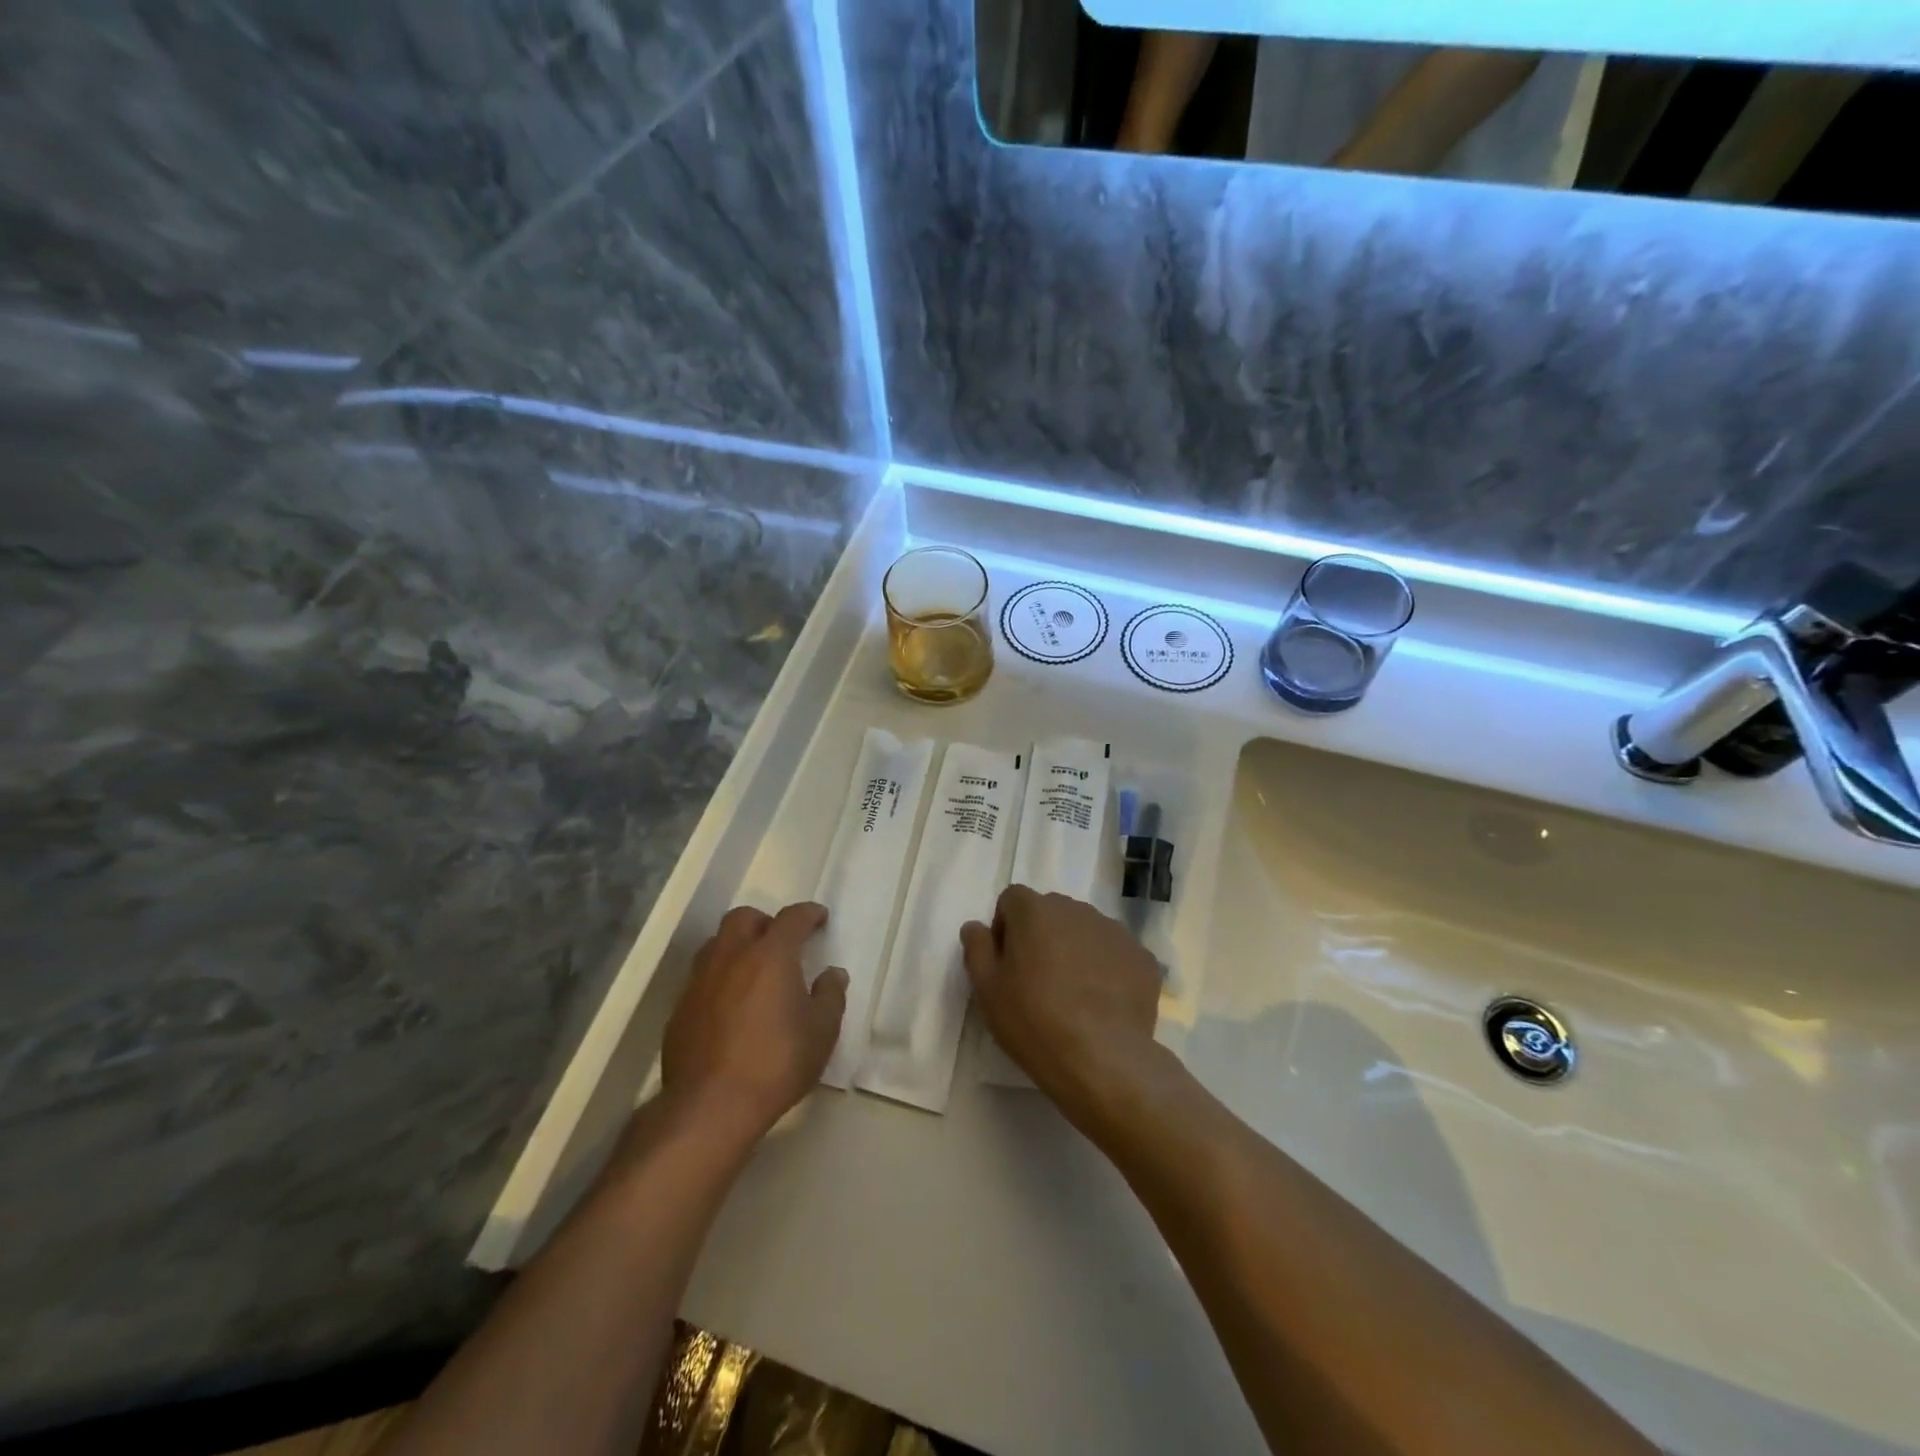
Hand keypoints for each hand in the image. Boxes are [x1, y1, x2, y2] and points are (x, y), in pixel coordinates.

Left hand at [661, 902, 847, 1143]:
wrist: (710, 1107)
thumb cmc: (776, 1063)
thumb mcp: (821, 1032)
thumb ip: (830, 996)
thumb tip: (833, 974)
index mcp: (770, 955)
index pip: (792, 918)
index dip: (809, 914)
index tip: (820, 918)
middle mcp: (731, 956)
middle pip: (744, 918)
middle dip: (765, 922)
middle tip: (781, 942)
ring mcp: (700, 981)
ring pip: (716, 944)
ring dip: (737, 946)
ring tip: (753, 970)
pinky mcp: (680, 1009)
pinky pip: (701, 977)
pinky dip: (720, 978)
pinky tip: (730, 1005)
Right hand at [961, 886, 1163, 1134]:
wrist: (1102, 1058)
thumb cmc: (1033, 1020)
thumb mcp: (986, 988)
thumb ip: (977, 947)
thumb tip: (976, 926)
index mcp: (1035, 910)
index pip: (1012, 900)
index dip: (1005, 928)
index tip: (1007, 964)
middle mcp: (1076, 909)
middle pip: (1051, 912)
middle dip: (1041, 936)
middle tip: (1037, 981)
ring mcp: (1114, 931)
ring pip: (1085, 931)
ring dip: (1074, 950)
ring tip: (1073, 995)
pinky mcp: (1142, 957)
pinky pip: (1115, 954)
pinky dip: (1106, 969)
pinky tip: (1102, 1004)